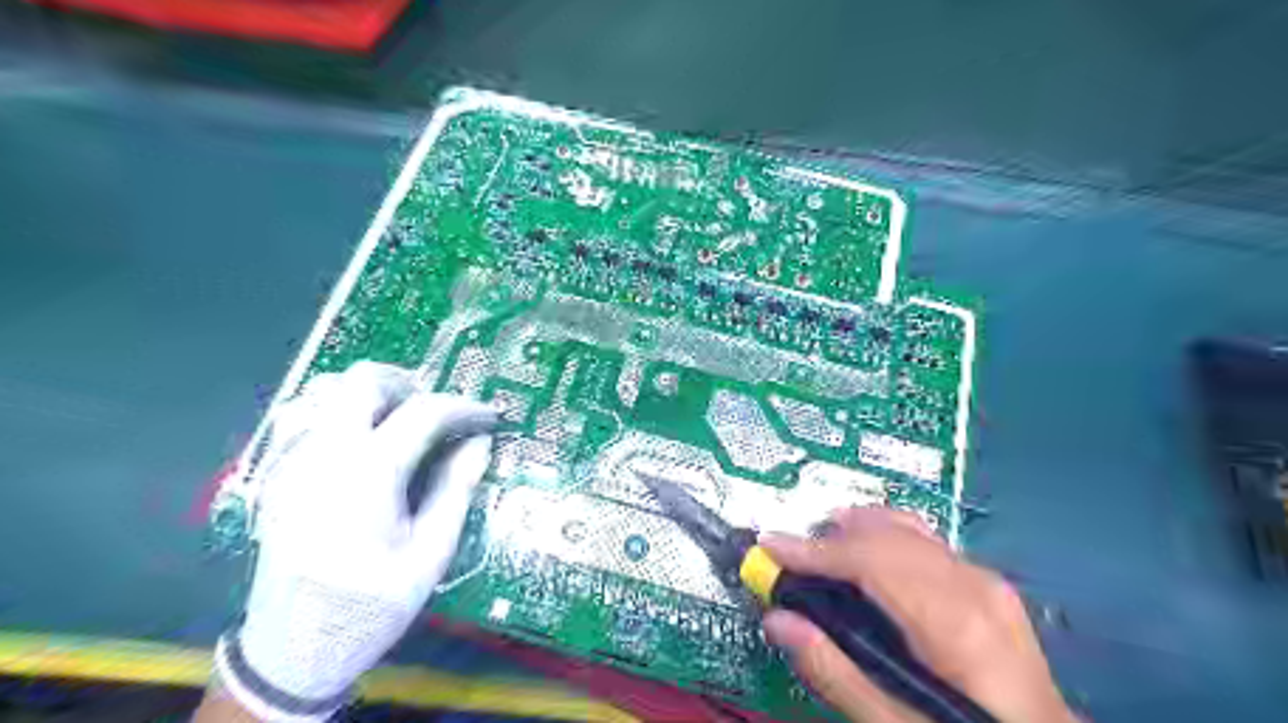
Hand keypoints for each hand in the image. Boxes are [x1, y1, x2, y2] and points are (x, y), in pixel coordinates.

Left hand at [208, 365, 493, 719]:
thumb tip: (480, 442)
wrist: (292, 650)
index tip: (487, 416)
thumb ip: (456, 488)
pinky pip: (313, 419)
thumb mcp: (431, 553)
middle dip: (409, 384)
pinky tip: (370, 449)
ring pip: (331, 392)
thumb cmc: (372, 604)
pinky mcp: (280, 474)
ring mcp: (293, 461)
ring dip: (375, 397)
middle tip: (439, 412)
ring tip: (405, 425)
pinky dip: (349, 416)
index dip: (463, 407)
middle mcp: (323, 455)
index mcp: (366, 474)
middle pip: (363, 381)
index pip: (423, 411)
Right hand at [758, 507, 1079, 722]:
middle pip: (886, 535)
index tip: (769, 545)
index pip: (869, 561)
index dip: (813, 551)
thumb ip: (834, 673)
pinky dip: (886, 535)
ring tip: (822, 540)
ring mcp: (985, 579)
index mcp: (952, 622)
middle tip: (789, 553)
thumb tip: (778, 621)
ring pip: (908, 528)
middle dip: (830, 537)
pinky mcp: (988, 583)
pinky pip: (926, 541)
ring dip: (856, 528)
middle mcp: (971, 585)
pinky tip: (869, 549)